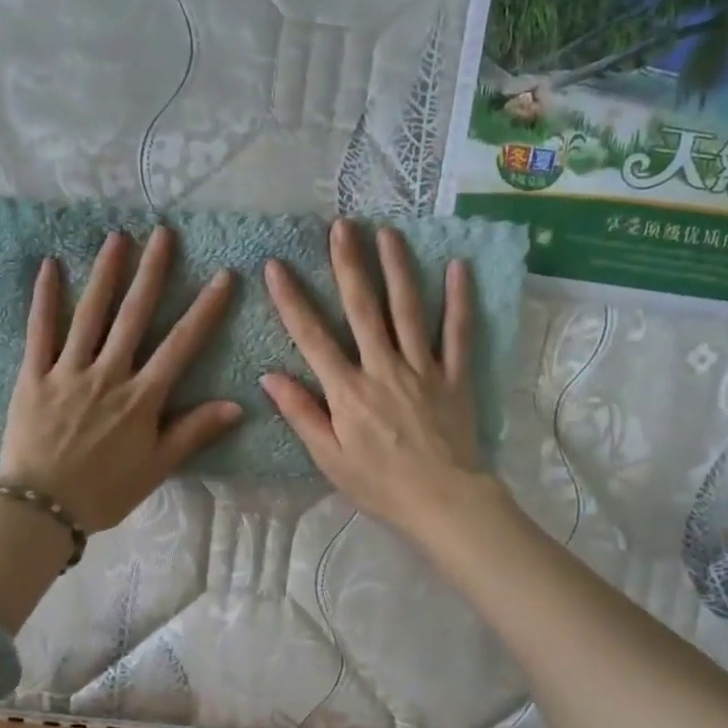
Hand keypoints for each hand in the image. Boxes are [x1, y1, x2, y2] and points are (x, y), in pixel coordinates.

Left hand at [0, 227, 239, 532]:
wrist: (40, 508)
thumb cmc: (103, 492)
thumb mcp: (156, 467)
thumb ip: (193, 432)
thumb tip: (236, 405)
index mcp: (141, 398)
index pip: (180, 345)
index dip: (204, 309)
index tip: (223, 276)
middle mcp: (108, 374)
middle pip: (133, 316)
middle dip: (152, 273)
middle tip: (164, 234)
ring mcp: (68, 372)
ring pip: (89, 314)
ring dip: (105, 274)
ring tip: (118, 238)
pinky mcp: (33, 376)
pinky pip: (40, 332)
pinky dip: (45, 299)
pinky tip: (50, 266)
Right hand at [262, 220, 496, 542]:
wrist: (442, 501)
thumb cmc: (379, 484)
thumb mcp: (329, 458)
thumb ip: (301, 414)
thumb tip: (269, 376)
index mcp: (347, 391)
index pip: (313, 337)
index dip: (292, 300)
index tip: (276, 266)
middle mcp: (383, 368)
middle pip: (363, 308)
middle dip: (349, 264)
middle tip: (342, 226)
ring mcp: (422, 368)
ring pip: (407, 309)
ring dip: (396, 267)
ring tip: (387, 232)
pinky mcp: (455, 376)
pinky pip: (458, 333)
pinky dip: (458, 300)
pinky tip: (457, 267)